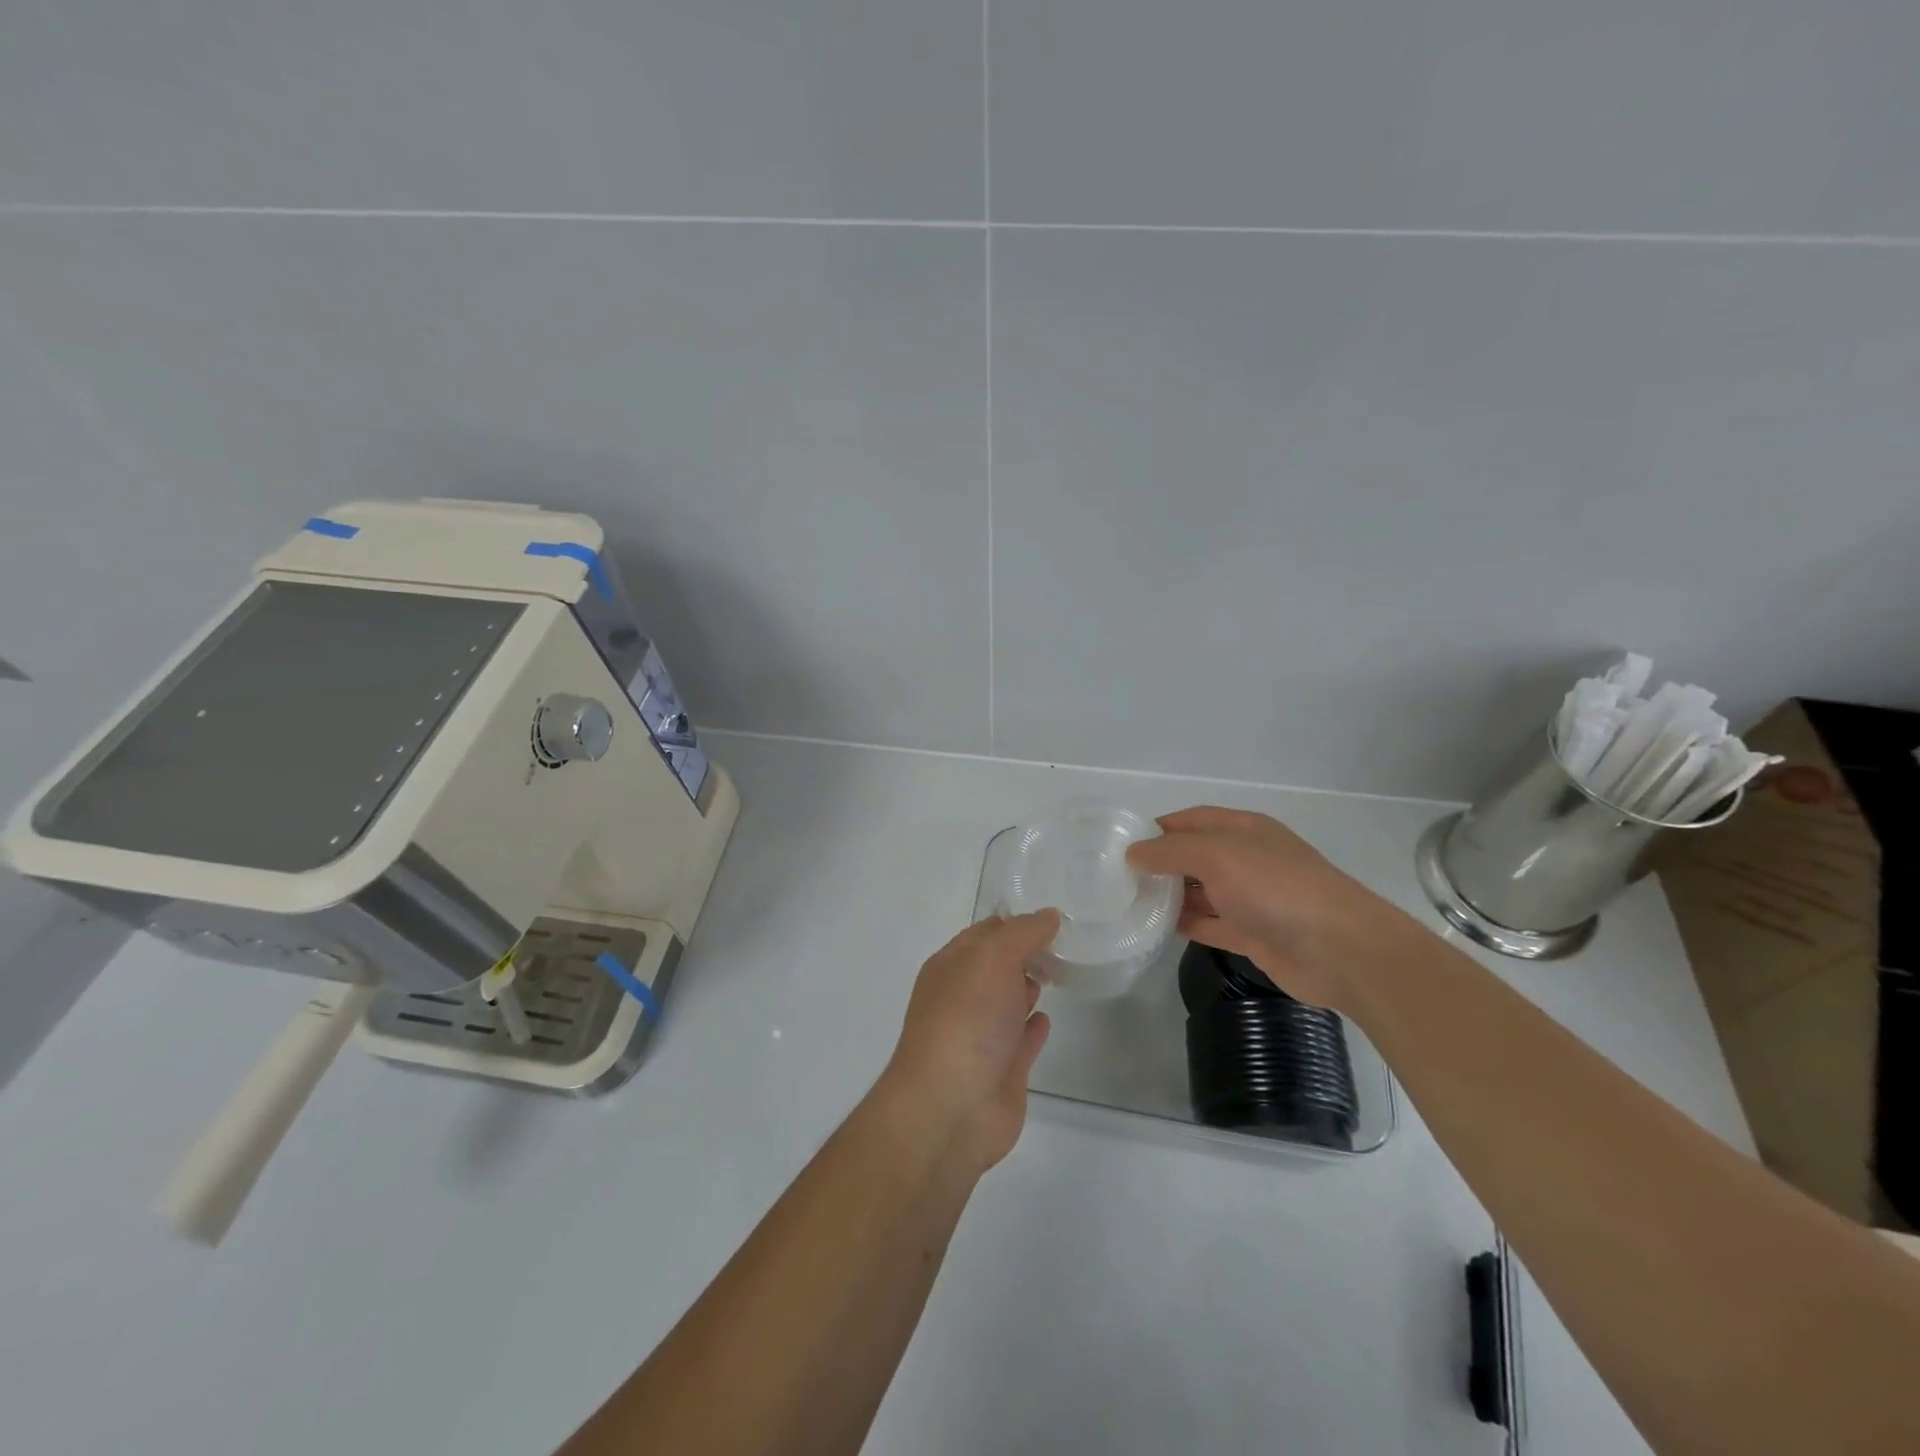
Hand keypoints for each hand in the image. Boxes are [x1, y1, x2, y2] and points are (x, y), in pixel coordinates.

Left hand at [879, 911, 1058, 1175]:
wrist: (951, 1106)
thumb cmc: (966, 1018)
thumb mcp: (993, 958)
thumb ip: (1023, 934)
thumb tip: (1049, 916)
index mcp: (951, 966)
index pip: (985, 933)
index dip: (1017, 924)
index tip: (1053, 919)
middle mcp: (963, 997)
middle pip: (997, 967)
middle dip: (1025, 954)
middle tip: (1064, 944)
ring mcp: (982, 1037)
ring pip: (1008, 1003)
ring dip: (1027, 987)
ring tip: (1059, 974)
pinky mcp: (1002, 1072)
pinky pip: (1021, 1041)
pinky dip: (1034, 1028)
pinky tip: (1048, 1019)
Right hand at [1126, 807, 1420, 1011]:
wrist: (1340, 950)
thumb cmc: (1276, 888)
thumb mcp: (1218, 856)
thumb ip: (1171, 852)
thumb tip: (1133, 852)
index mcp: (1243, 829)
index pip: (1192, 820)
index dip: (1158, 828)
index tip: (1122, 843)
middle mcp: (1245, 859)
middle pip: (1193, 855)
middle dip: (1159, 863)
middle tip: (1116, 877)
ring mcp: (1250, 898)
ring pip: (1199, 891)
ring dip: (1168, 895)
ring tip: (1127, 902)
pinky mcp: (1252, 934)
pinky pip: (1209, 924)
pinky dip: (1185, 924)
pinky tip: (1154, 928)